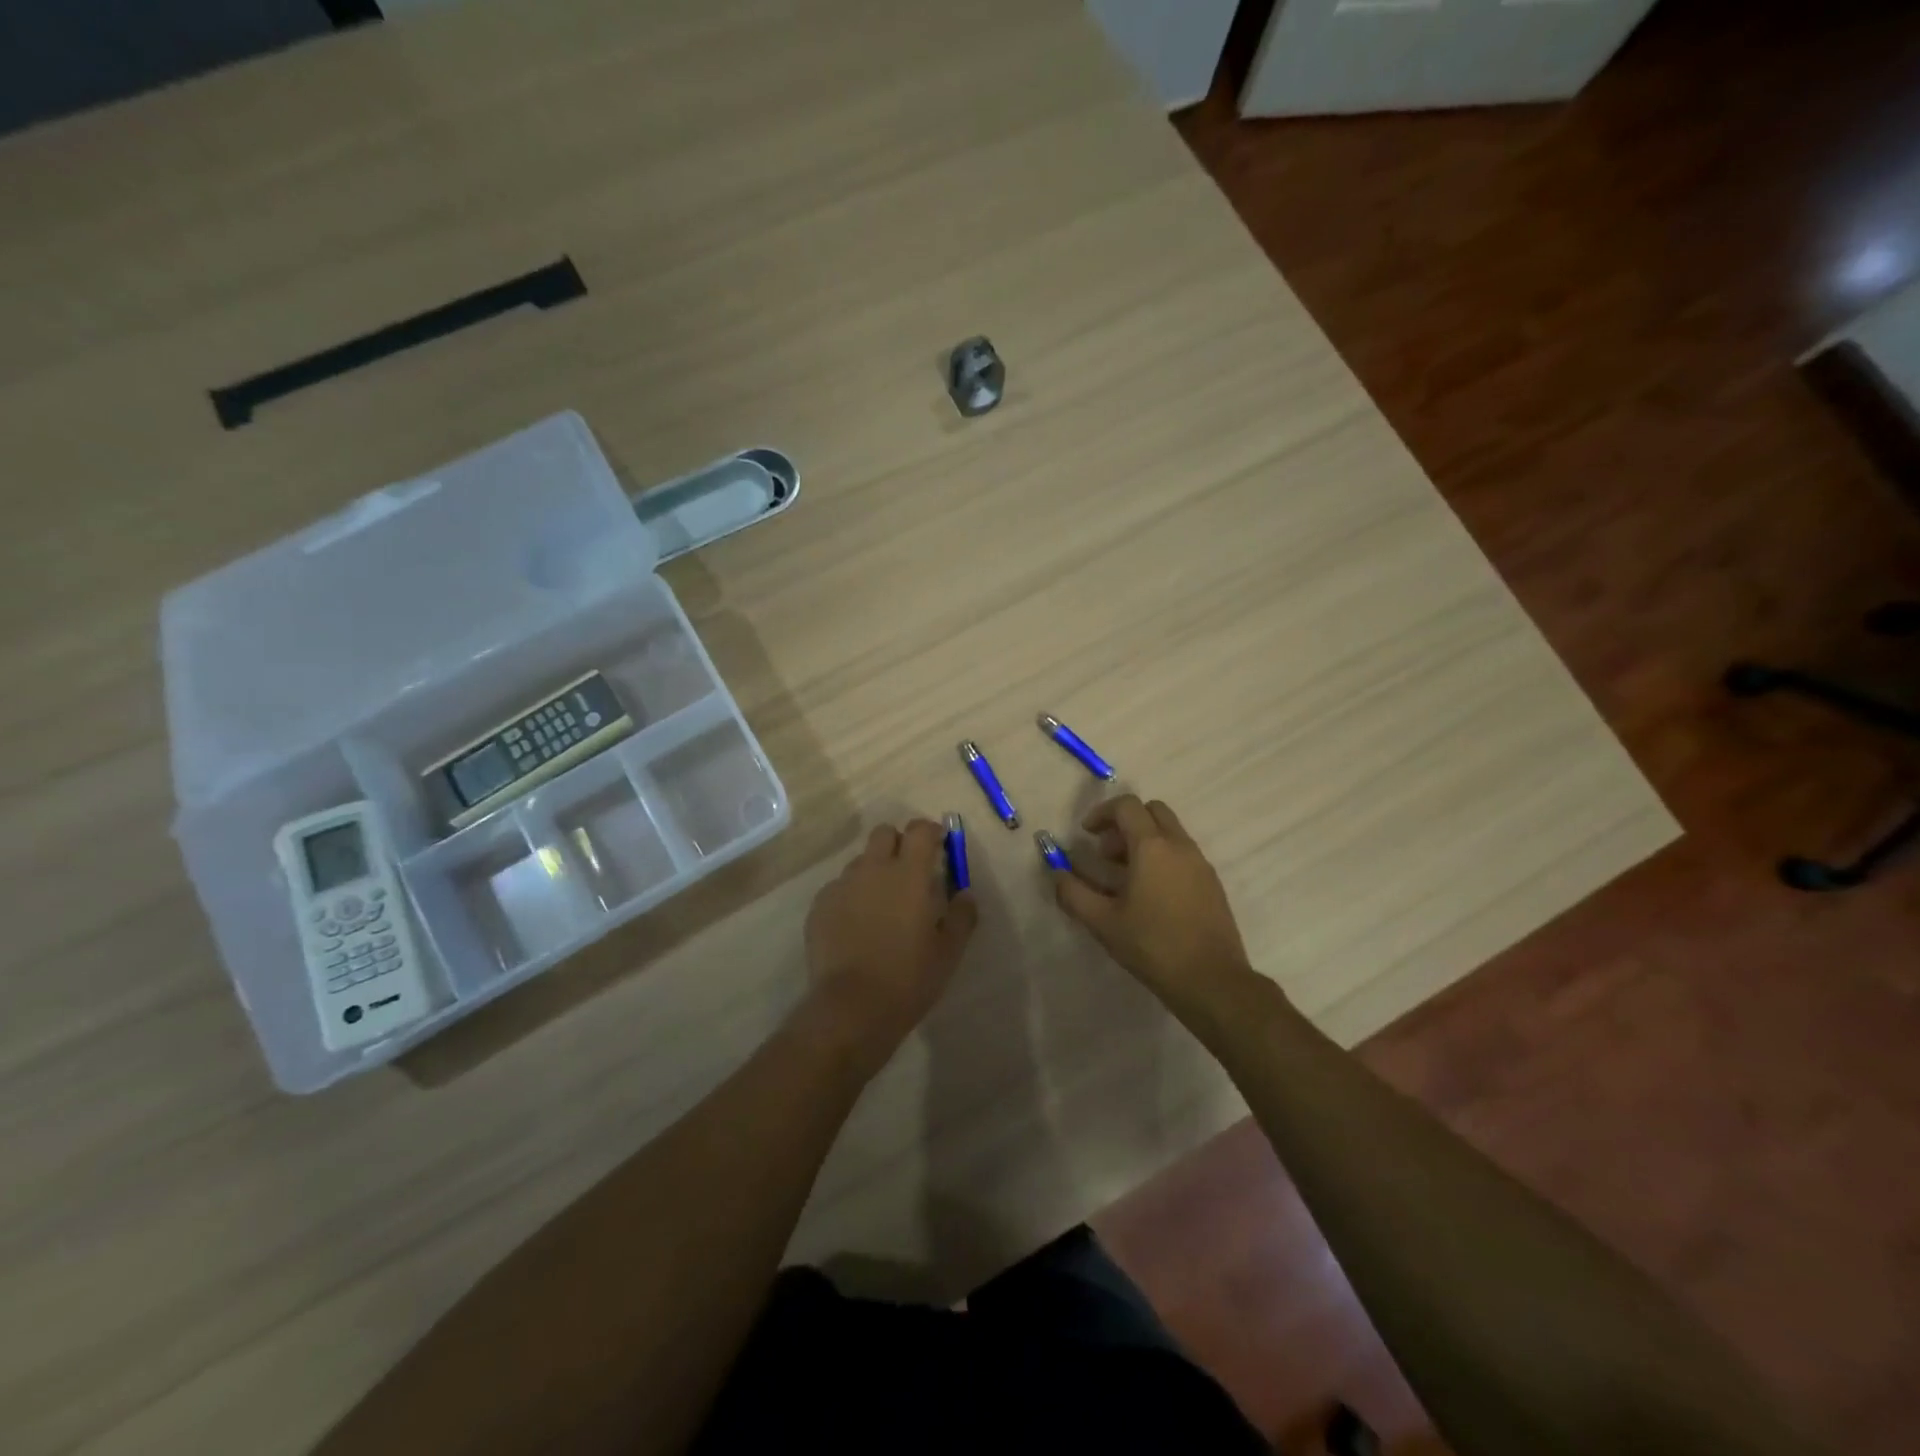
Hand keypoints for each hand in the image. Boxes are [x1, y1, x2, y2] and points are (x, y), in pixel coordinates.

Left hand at [802, 819, 978, 1069]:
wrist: (851, 1007)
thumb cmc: (909, 977)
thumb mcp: (949, 950)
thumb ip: (961, 915)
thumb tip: (965, 893)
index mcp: (909, 873)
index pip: (920, 830)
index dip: (931, 832)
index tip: (939, 847)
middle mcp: (873, 869)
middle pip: (884, 833)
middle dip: (898, 843)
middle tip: (909, 873)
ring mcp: (842, 885)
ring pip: (860, 862)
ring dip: (874, 872)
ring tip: (881, 906)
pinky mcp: (819, 905)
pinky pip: (839, 888)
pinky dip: (852, 897)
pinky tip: (856, 927)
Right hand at [1052, 795, 1253, 1011]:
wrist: (1212, 981)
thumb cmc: (1152, 946)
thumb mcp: (1102, 922)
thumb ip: (1073, 893)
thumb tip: (1057, 873)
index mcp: (1152, 847)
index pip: (1127, 806)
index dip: (1102, 813)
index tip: (1086, 835)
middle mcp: (1180, 846)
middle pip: (1152, 811)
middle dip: (1125, 823)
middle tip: (1106, 853)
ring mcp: (1200, 864)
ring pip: (1170, 832)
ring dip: (1144, 841)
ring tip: (1124, 878)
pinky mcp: (1212, 883)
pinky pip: (1183, 854)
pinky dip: (1162, 858)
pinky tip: (1150, 896)